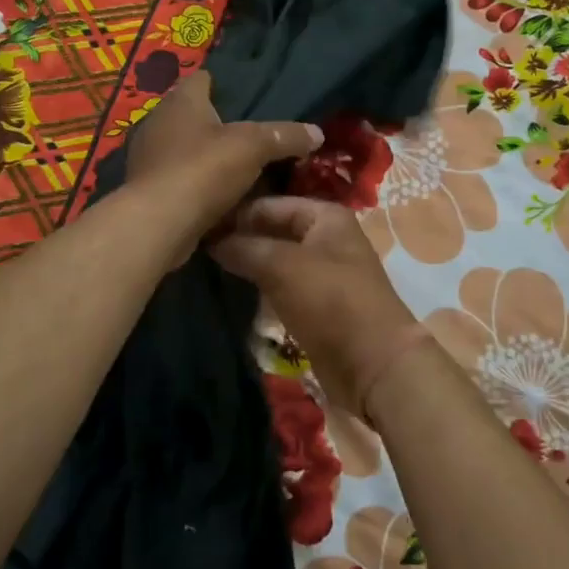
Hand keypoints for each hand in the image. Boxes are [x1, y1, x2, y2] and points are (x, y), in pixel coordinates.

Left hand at [122, 71, 321, 260]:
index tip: (250, 97)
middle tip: (253, 135)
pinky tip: (221, 196)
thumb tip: (317, 133)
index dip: (225, 85)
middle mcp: (158, 122)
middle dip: (220, 124)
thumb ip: (285, 136)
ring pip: (186, 149)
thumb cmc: (203, 169)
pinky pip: (180, 179)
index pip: (202, 79)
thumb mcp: (254, 146)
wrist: (158, 223)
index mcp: (181, 101)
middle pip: (194, 115)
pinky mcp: (148, 189)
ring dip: (208, 157)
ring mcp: (149, 157)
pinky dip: (198, 184)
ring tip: (242, 167)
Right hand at [212, 197, 420, 417]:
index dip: (234, 213)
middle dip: (238, 238)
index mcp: (325, 216)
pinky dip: (258, 287)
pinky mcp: (316, 304)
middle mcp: (325, 238)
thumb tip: (210, 240)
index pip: (269, 204)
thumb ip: (244, 247)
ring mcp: (322, 272)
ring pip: (274, 260)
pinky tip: (229, 289)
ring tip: (204, 266)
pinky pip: (280, 286)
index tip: (196, 224)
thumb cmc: (331, 301)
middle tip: (195, 246)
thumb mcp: (282, 265)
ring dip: (246, 264)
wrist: (373, 364)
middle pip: (272, 230)